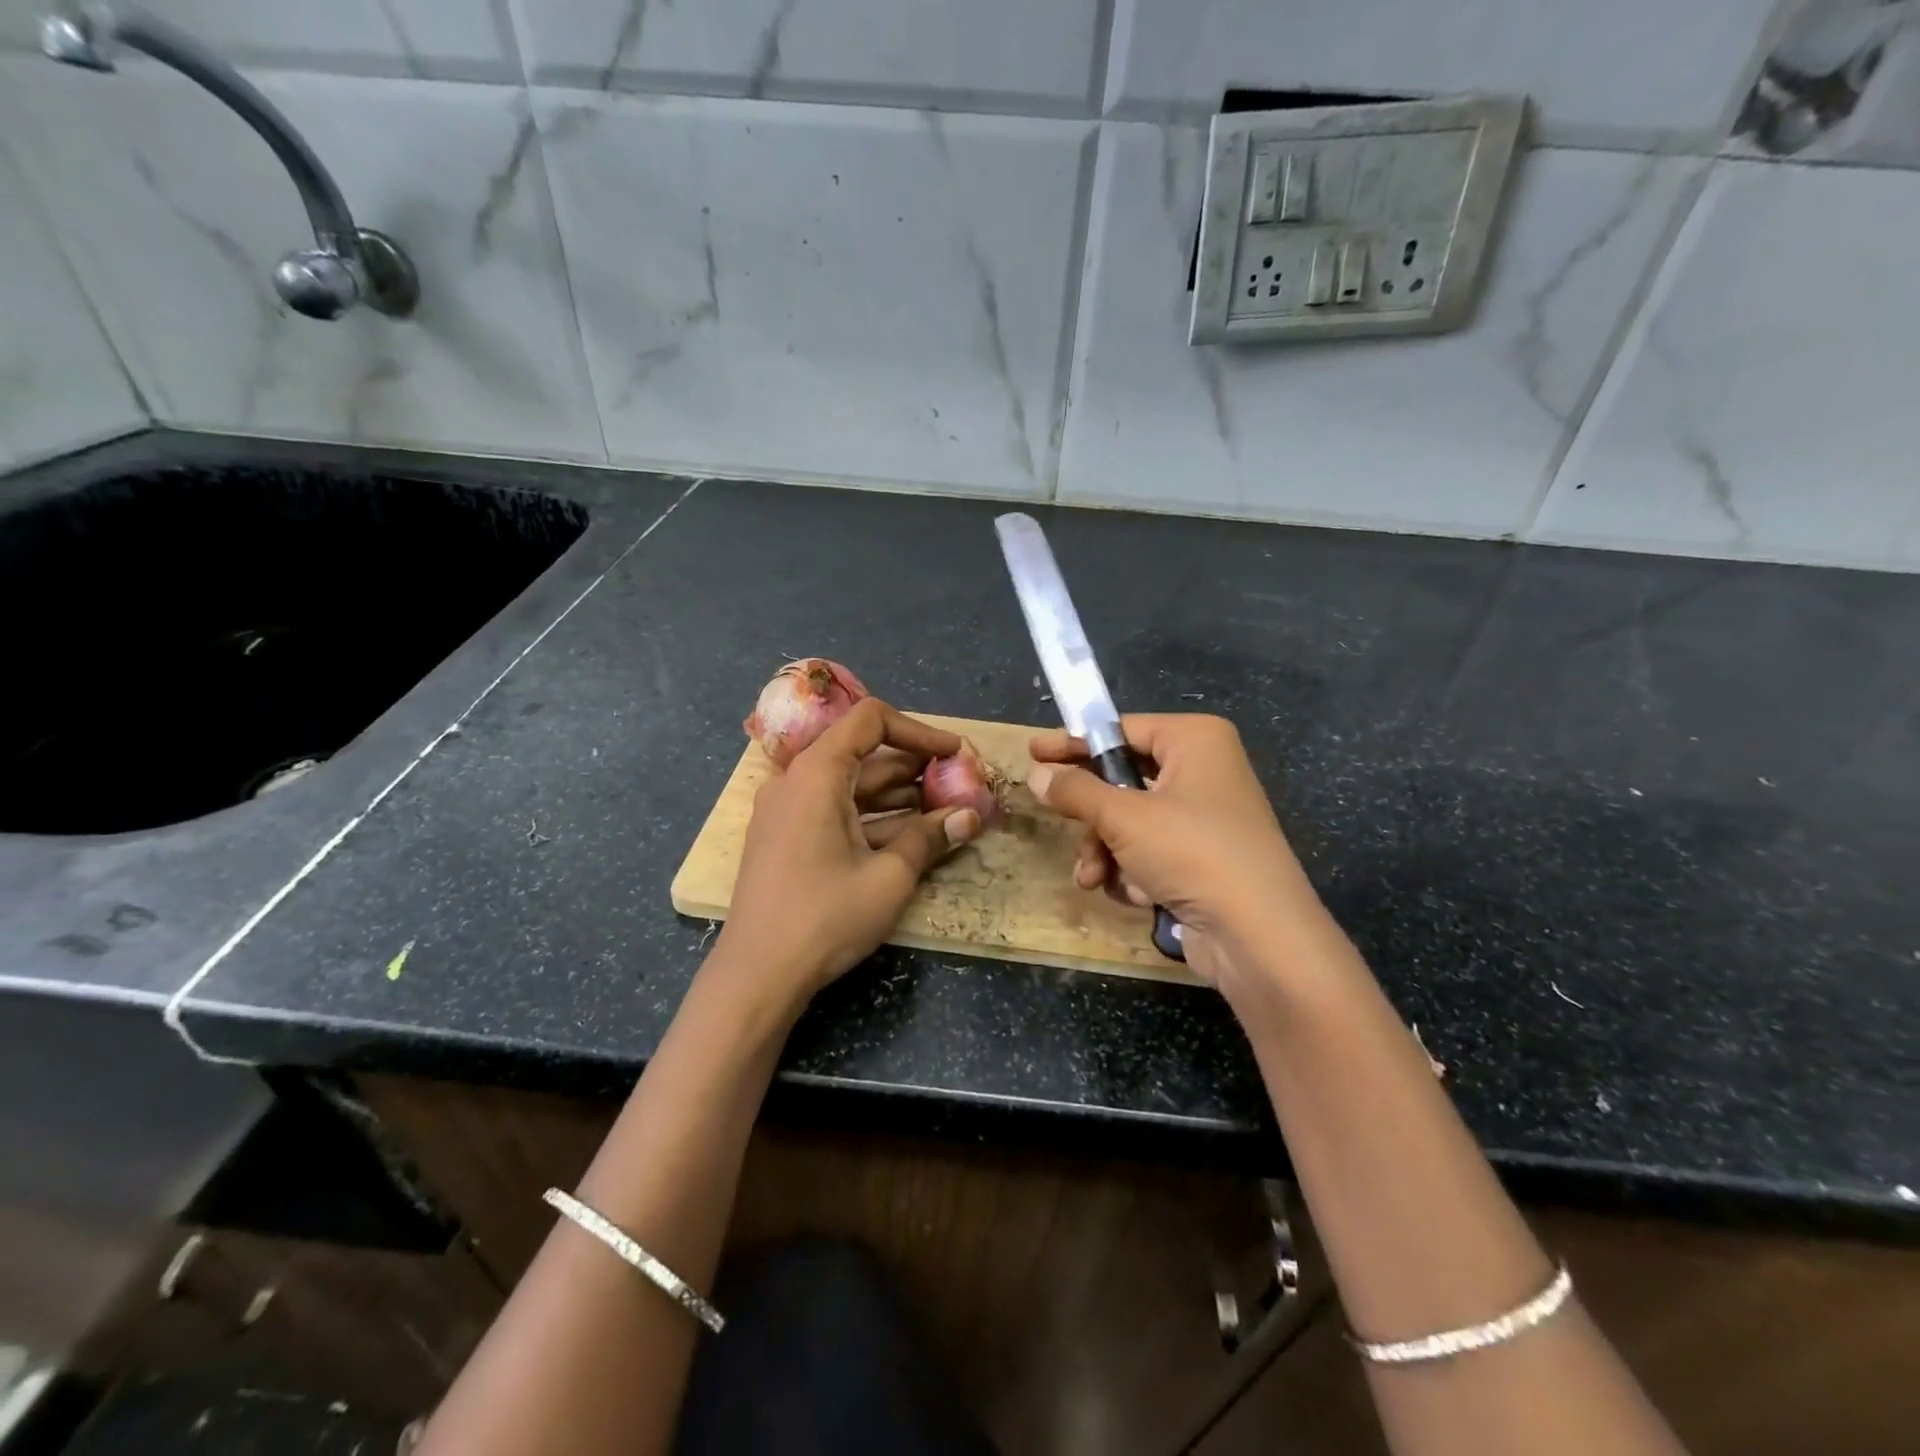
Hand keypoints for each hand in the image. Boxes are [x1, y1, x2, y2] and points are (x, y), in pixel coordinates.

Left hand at [716, 699, 980, 1010]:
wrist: (757, 975)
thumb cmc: (825, 917)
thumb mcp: (889, 877)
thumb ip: (931, 837)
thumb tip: (971, 816)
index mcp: (817, 773)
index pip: (870, 720)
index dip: (919, 731)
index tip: (954, 754)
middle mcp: (797, 781)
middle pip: (863, 754)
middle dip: (915, 768)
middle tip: (958, 786)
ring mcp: (788, 811)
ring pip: (851, 787)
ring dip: (898, 796)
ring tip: (944, 812)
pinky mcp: (787, 838)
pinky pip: (835, 812)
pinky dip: (872, 819)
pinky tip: (910, 837)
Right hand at [1028, 715, 1320, 986]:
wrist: (1259, 935)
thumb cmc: (1191, 852)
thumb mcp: (1123, 817)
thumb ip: (1075, 791)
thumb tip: (1037, 774)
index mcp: (1195, 740)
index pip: (1121, 730)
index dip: (1075, 744)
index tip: (1034, 753)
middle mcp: (1204, 770)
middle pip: (1124, 780)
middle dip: (1092, 815)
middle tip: (1059, 820)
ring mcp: (1207, 817)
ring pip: (1132, 821)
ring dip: (1107, 851)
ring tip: (1093, 878)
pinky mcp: (1205, 858)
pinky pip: (1153, 851)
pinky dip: (1135, 871)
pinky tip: (1135, 895)